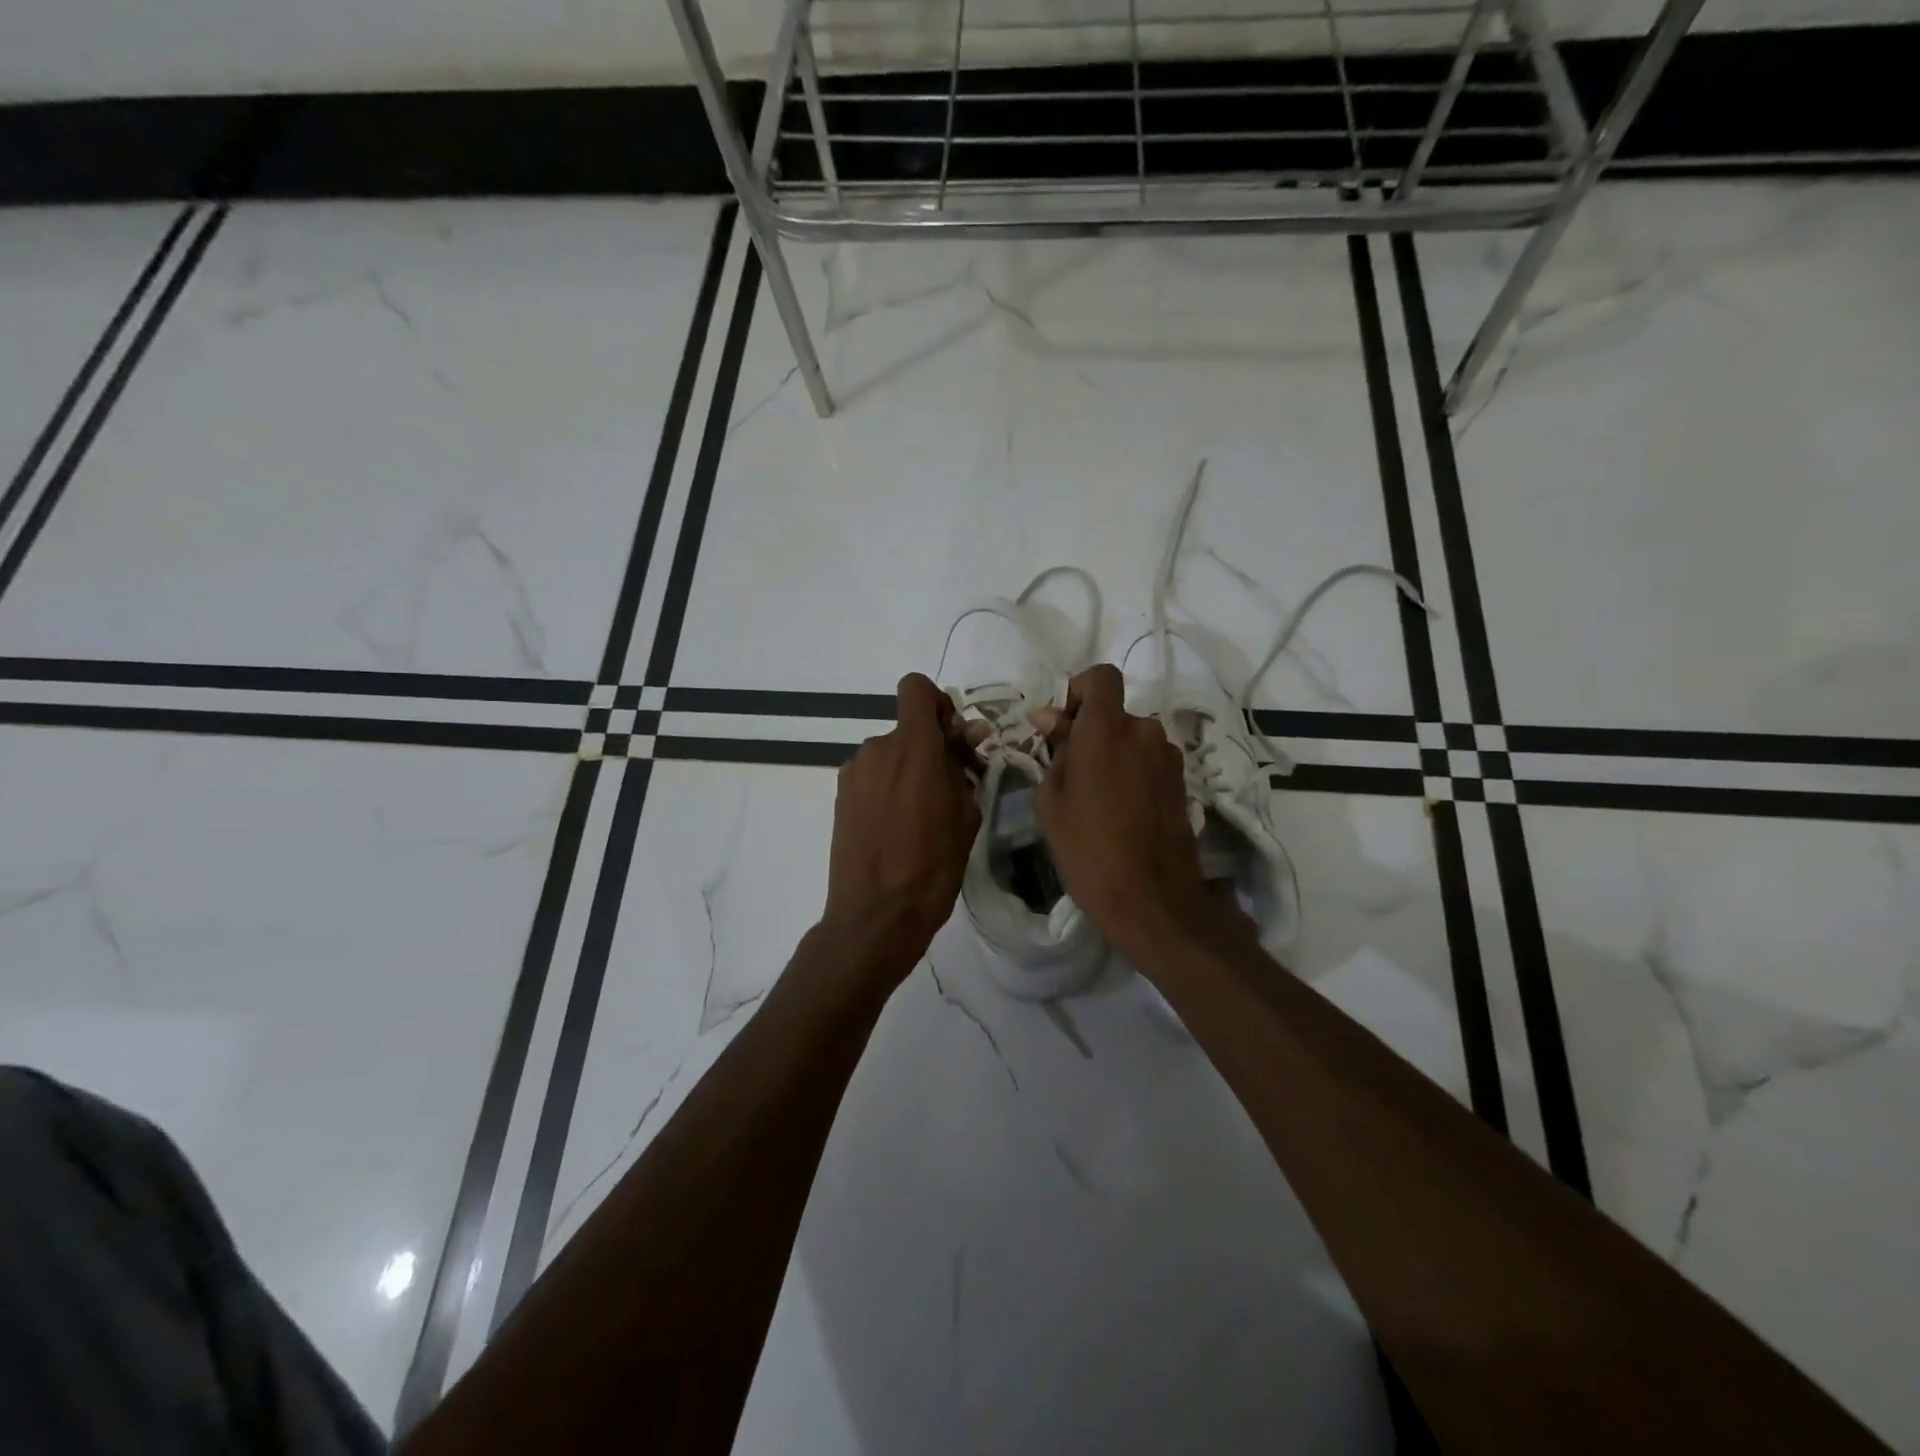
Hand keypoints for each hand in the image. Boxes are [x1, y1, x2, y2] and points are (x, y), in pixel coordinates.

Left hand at [820, 673, 980, 987]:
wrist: (875, 915)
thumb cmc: (932, 866)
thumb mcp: (966, 815)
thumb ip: (964, 767)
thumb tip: (967, 738)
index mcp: (913, 747)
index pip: (916, 688)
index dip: (936, 703)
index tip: (952, 737)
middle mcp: (877, 749)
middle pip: (907, 727)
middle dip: (930, 747)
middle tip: (950, 786)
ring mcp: (854, 773)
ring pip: (890, 754)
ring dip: (908, 770)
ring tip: (922, 815)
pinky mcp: (840, 796)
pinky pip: (872, 776)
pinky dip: (887, 787)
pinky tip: (897, 826)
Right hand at [1033, 665, 1214, 956]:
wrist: (1151, 899)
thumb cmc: (1087, 848)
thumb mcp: (1051, 799)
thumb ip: (1054, 749)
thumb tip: (1049, 717)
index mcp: (1107, 729)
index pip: (1101, 676)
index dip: (1080, 691)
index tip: (1064, 726)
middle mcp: (1144, 731)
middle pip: (1115, 713)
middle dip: (1091, 733)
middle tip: (1071, 774)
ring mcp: (1169, 757)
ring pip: (1133, 739)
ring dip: (1113, 754)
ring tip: (1097, 800)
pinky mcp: (1182, 782)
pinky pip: (1149, 761)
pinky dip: (1132, 772)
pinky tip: (1122, 811)